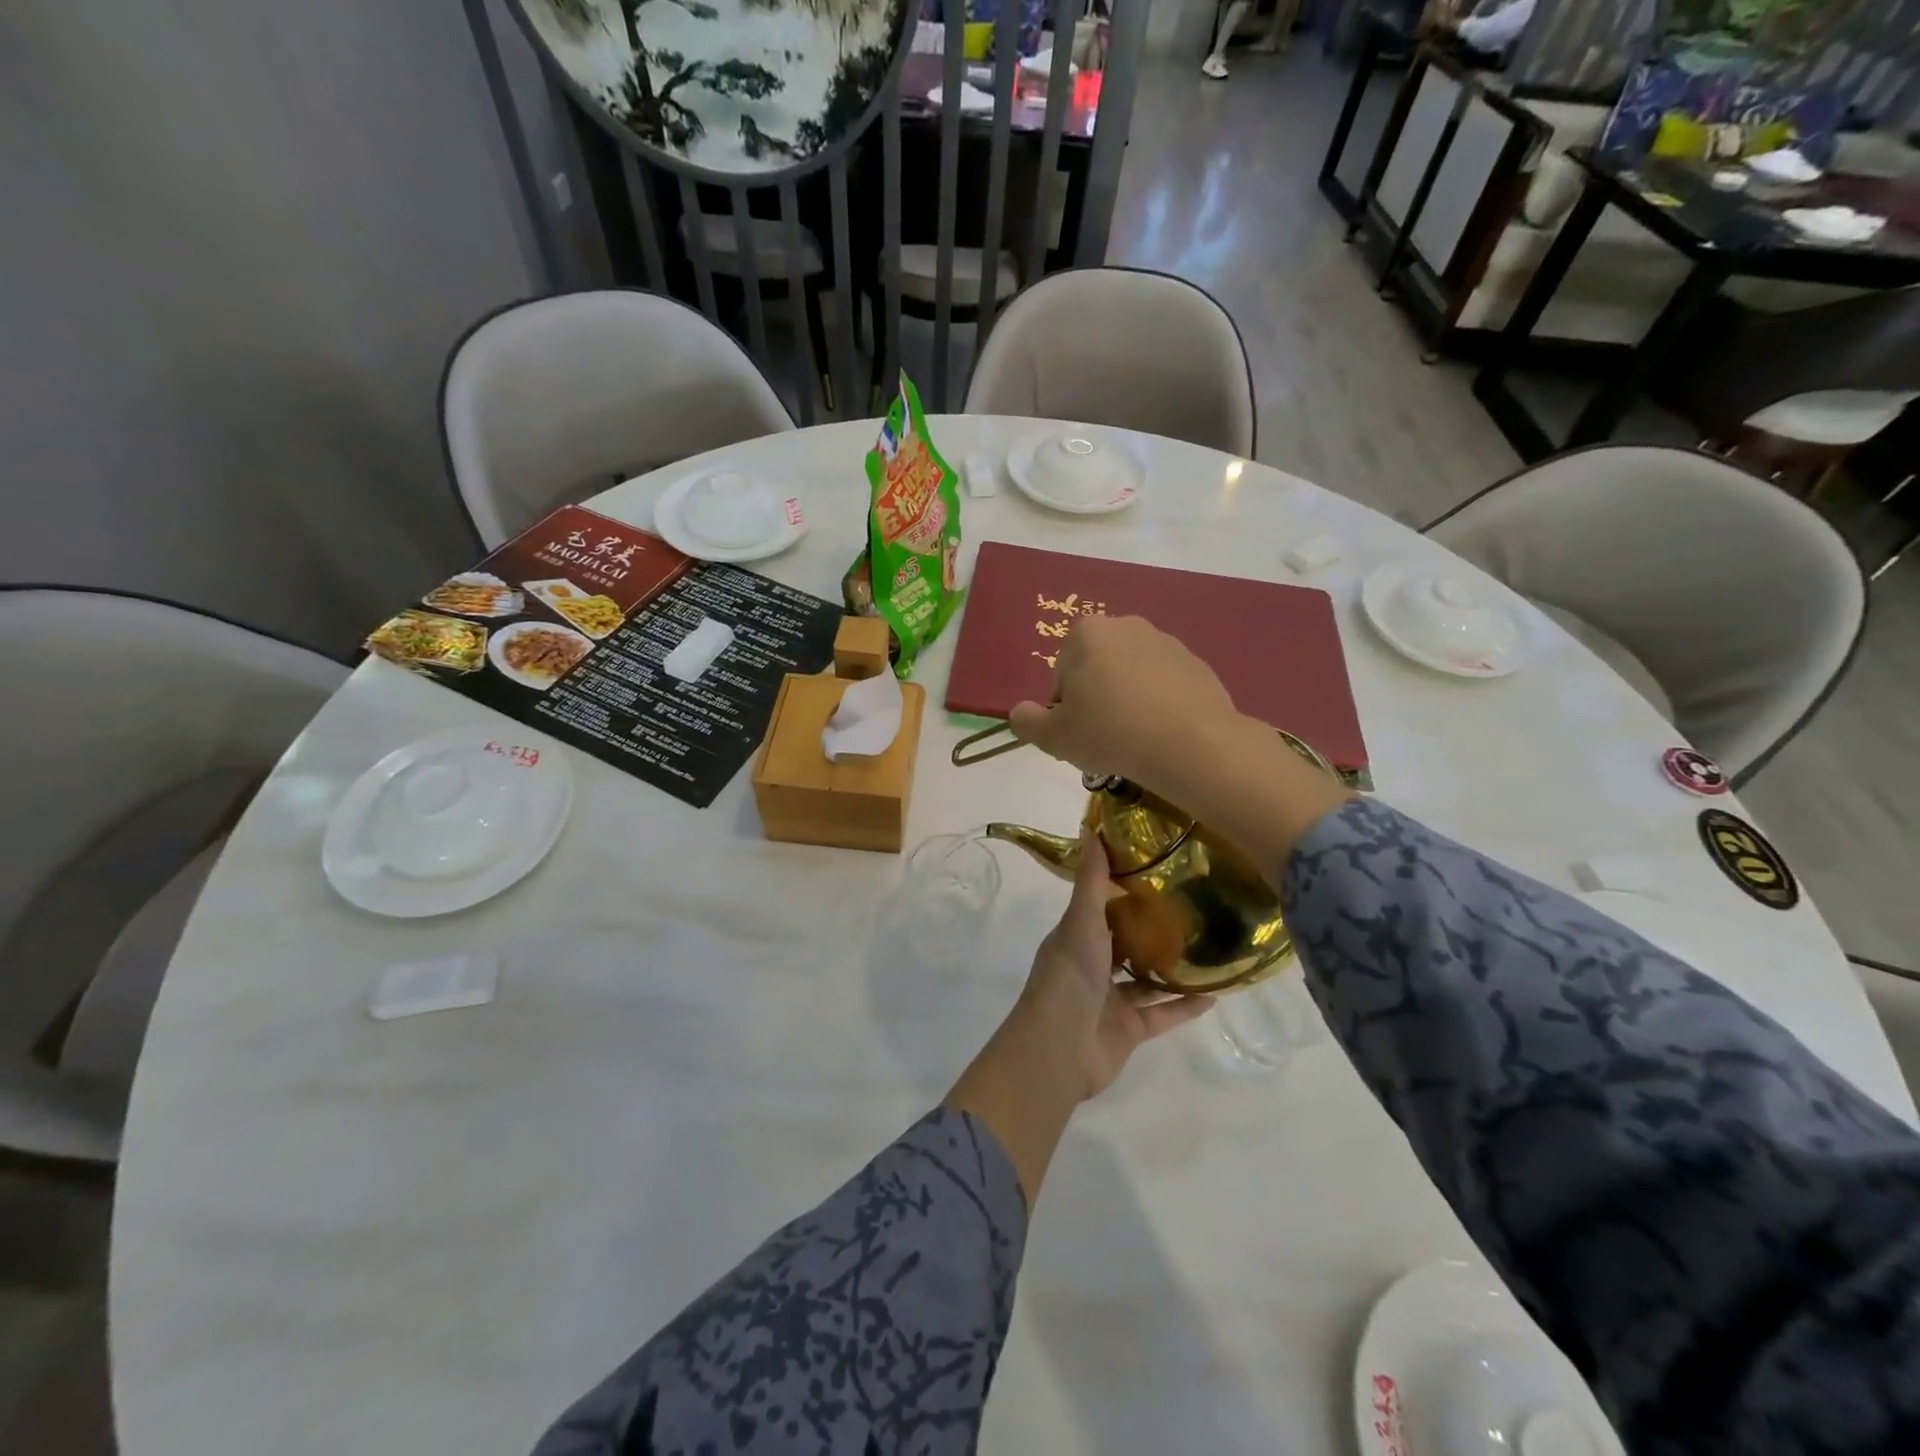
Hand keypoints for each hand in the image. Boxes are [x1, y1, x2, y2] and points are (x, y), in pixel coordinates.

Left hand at [943, 830, 1213, 1201]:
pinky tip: (1217, 991)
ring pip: (1147, 979)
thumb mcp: (1080, 920)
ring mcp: (1112, 999)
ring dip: (1173, 966)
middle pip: (1126, 942)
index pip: (1101, 906)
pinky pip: (1164, 1014)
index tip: (1158, 868)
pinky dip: (1186, 1005)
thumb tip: (1089, 827)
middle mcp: (1093, 965)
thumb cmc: (1069, 976)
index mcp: (1076, 937)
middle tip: (1195, 904)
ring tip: (1210, 944)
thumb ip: (1091, 880)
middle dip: (1153, 927)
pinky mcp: (1131, 1030)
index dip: (1124, 888)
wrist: (1060, 1049)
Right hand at [1009, 616, 1240, 789]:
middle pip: (1097, 669)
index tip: (1078, 732)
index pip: (1062, 674)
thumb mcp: (1054, 737)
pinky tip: (1162, 734)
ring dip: (1128, 701)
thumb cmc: (1110, 733)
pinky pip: (1164, 686)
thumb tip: (1020, 713)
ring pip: (1132, 677)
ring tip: (1135, 739)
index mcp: (1087, 633)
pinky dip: (1159, 705)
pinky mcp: (1196, 664)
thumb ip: (1027, 722)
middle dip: (1097, 698)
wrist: (1191, 744)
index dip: (1065, 707)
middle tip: (1104, 737)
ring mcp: (1166, 642)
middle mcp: (1127, 625)